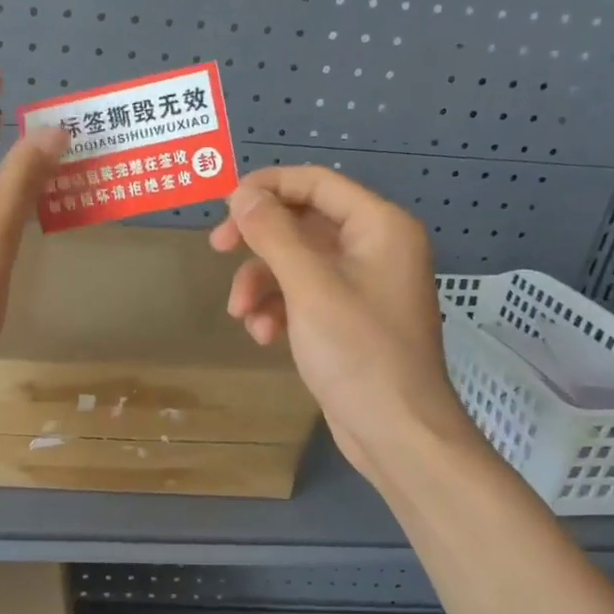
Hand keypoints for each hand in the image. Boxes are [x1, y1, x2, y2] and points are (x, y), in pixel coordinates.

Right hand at [210, 166, 477, 485]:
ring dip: (262, 284)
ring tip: (242, 316)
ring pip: (297, 263)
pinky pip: (304, 296)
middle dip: (258, 241)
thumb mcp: (309, 286)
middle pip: (303, 222)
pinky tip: (263, 336)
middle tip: (218, 248)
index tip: (224, 204)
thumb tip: (242, 193)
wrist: (396, 431)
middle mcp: (375, 247)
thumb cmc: (358, 351)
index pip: (317, 183)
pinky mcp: (348, 319)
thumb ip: (273, 233)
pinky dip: (279, 309)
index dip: (268, 186)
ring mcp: (362, 285)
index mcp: (379, 226)